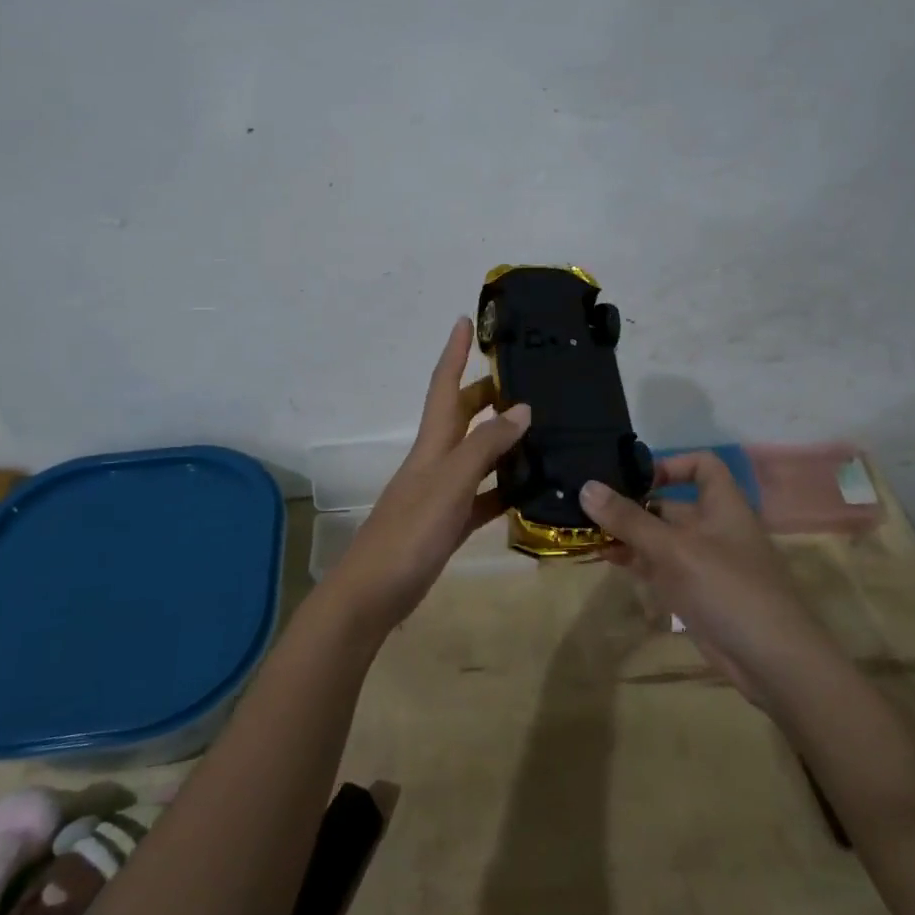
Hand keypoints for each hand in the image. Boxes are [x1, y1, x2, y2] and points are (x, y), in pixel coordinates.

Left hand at [327, 317, 530, 634]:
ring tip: (540, 428)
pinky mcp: (449, 524)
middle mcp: (436, 461)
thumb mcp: (450, 483)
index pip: (443, 386)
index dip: (453, 353)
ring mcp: (442, 494)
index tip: (464, 320)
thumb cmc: (409, 532)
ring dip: (502, 439)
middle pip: (462, 417)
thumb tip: (521, 408)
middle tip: (525, 378)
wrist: (374, 593)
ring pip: (476, 455)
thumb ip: (485, 446)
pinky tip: (530, 489)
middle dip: (486, 393)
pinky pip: (483, 496)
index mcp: (431, 444)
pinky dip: (504, 487)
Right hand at [578, 451, 821, 706]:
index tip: (634, 478)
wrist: (772, 660)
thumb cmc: (727, 588)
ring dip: (628, 534)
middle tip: (589, 505)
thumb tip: (586, 486)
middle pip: (671, 504)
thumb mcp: (674, 549)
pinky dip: (636, 561)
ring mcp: (704, 563)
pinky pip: (661, 568)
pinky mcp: (695, 593)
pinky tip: (606, 560)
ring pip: (661, 538)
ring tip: (587, 532)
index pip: (702, 465)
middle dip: (633, 504)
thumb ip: (629, 520)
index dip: (670, 464)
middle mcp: (713, 528)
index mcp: (722, 505)